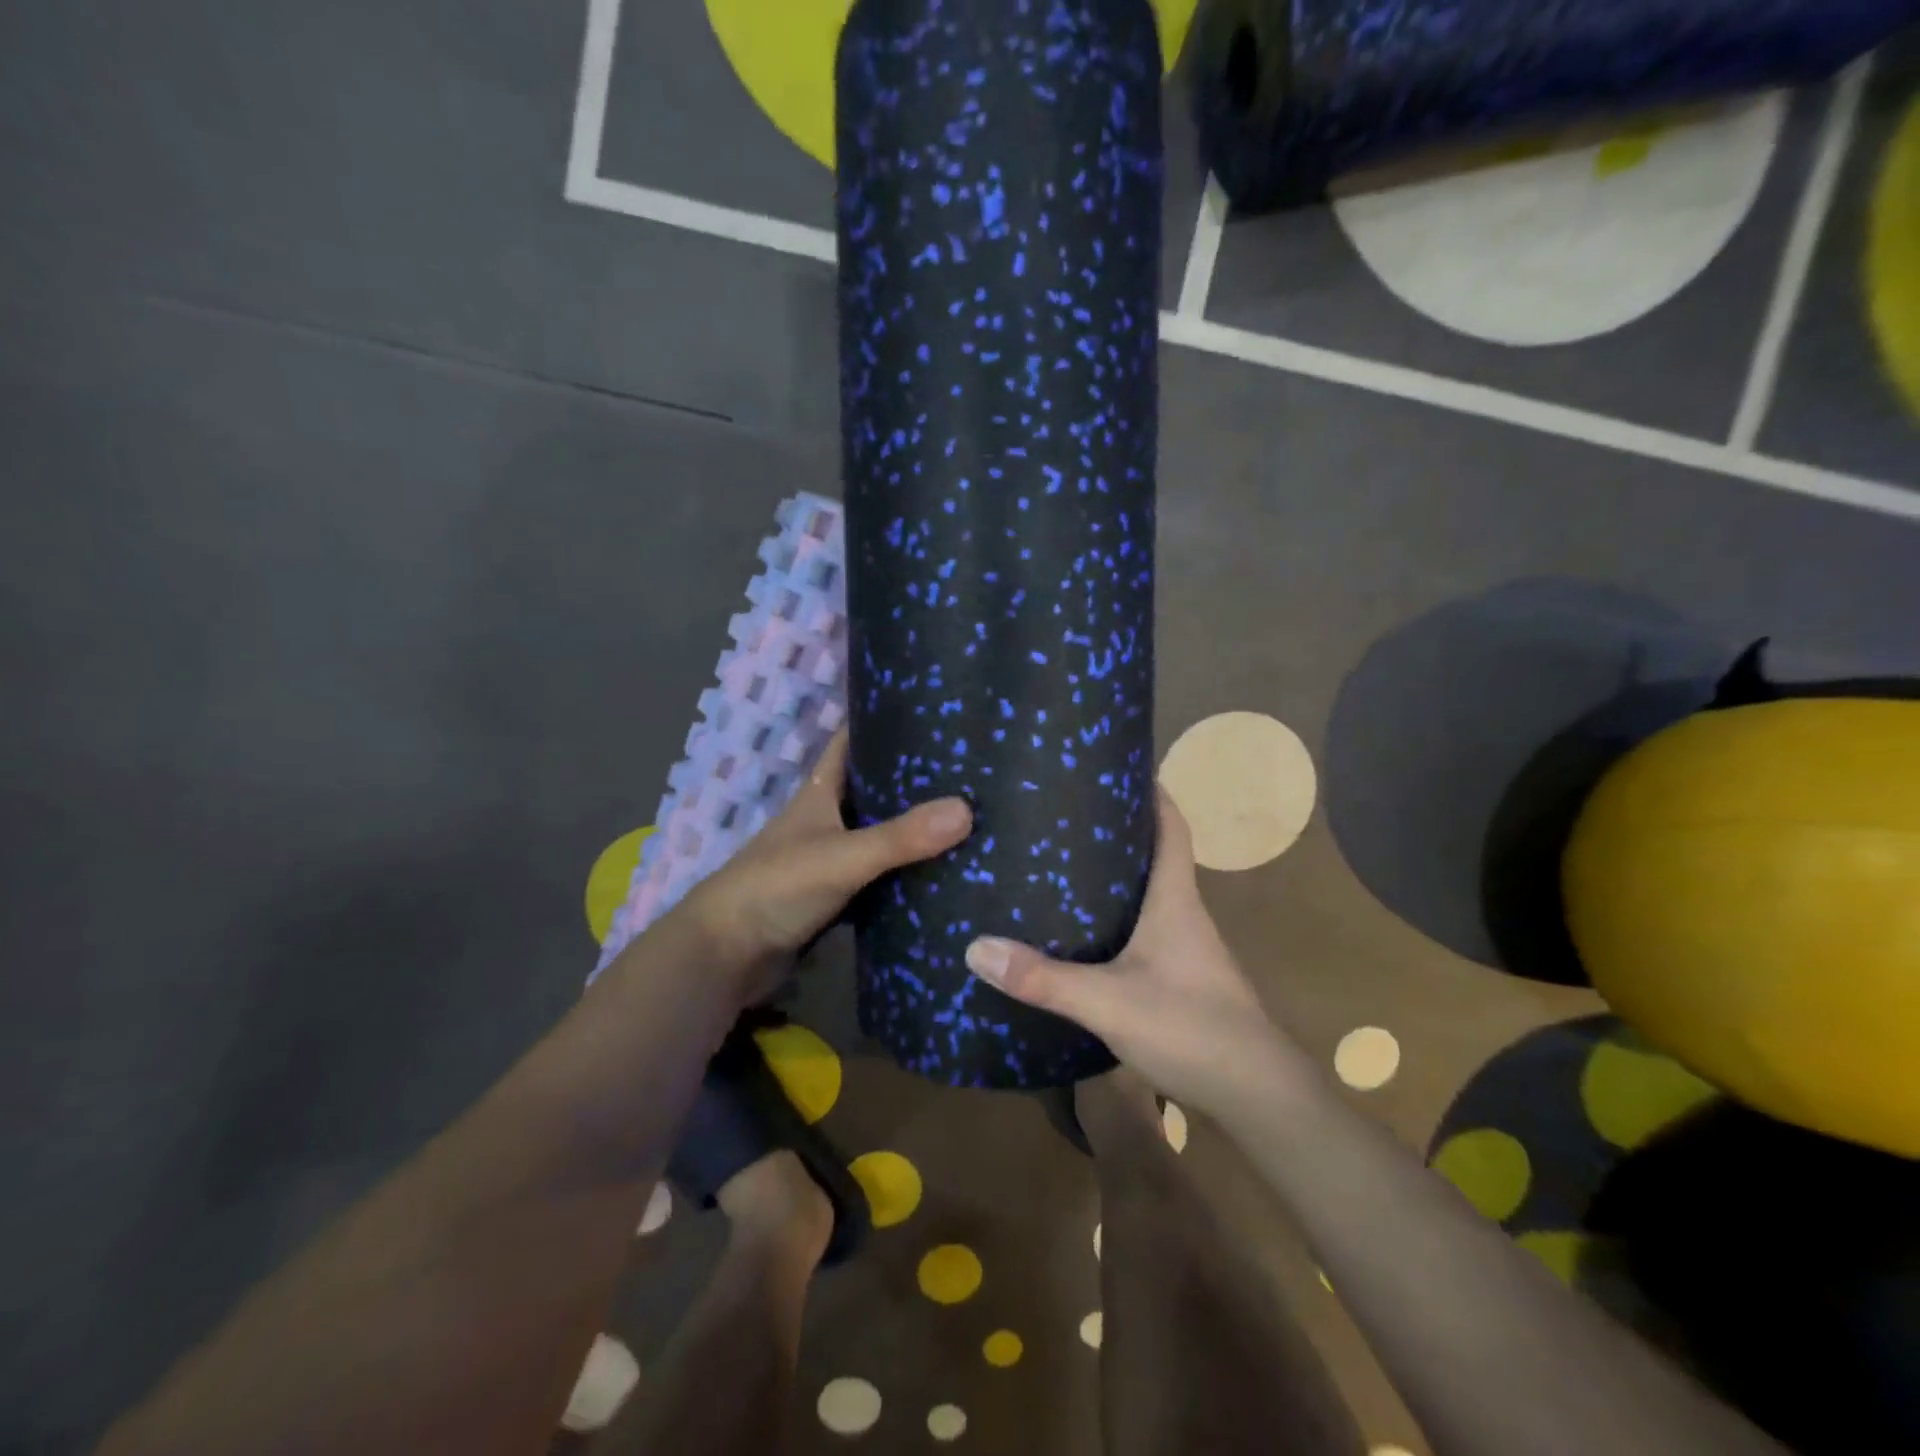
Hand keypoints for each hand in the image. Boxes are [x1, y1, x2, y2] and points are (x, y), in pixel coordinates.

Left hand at [674, 730, 972, 1004]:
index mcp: (820, 792)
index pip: (850, 741)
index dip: (881, 721)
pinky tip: (942, 871)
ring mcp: (830, 858)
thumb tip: (967, 810)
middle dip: (913, 778)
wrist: (727, 954)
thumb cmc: (777, 887)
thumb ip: (901, 837)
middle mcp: (826, 818)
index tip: (929, 709)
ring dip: (912, 828)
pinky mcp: (835, 896)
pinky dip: (904, 873)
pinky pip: (879, 877)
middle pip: (873, 788)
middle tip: (968, 770)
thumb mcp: (843, 856)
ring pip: (879, 834)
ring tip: (968, 816)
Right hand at [963, 791, 1286, 1118]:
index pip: (1172, 827)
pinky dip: (1116, 920)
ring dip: (1115, 877)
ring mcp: (1186, 950)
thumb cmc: (1191, 1028)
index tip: (1121, 765)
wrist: (1258, 1098)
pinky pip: (1143, 932)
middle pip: (1155, 856)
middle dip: (1118, 830)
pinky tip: (1083, 934)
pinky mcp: (1181, 981)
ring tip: (1061, 864)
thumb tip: (976, 947)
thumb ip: (1044, 977)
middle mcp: (1183, 915)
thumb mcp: (1108, 1001)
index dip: (1153, 793)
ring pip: (1148, 896)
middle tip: (1065, 813)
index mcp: (1175, 900)